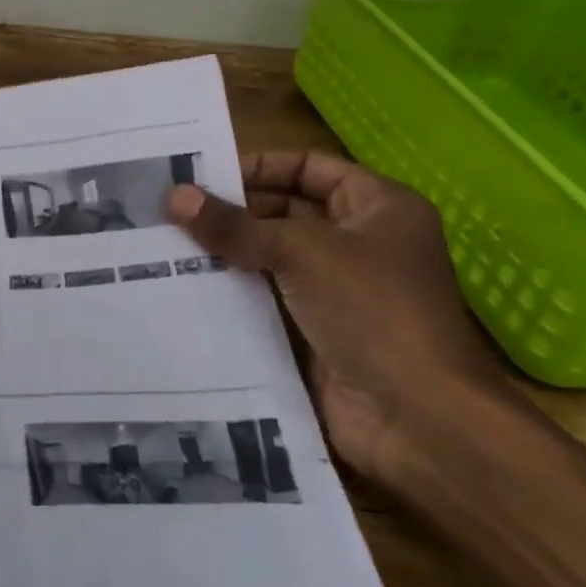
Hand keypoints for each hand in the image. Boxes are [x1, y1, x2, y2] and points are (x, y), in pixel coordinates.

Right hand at [166, 151, 505, 486]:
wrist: (418, 420)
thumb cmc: (372, 310)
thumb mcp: (301, 252)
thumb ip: (234, 225)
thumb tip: (174, 196)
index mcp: (378, 207)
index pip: (309, 167)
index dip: (261, 166)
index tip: (206, 174)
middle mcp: (360, 242)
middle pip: (286, 210)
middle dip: (234, 209)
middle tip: (174, 208)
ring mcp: (338, 289)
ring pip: (271, 255)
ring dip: (227, 250)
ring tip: (167, 240)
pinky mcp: (316, 329)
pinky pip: (266, 296)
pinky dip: (232, 289)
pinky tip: (185, 282)